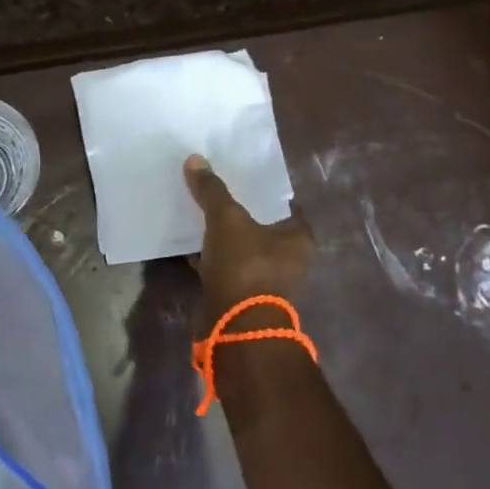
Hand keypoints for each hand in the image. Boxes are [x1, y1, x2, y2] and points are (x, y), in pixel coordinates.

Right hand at [184, 154, 315, 330]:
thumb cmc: (245, 267)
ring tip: (199, 212)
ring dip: (224, 236)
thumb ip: (212, 190)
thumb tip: (195, 159)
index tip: (239, 174)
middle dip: (239, 211)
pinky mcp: (243, 296)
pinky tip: (191, 244)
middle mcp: (289, 259)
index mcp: (298, 237)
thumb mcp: (227, 220)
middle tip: (215, 190)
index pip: (282, 203)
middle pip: (261, 225)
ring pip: (242, 247)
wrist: (236, 329)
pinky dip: (211, 257)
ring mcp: (265, 280)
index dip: (261, 188)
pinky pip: (226, 267)